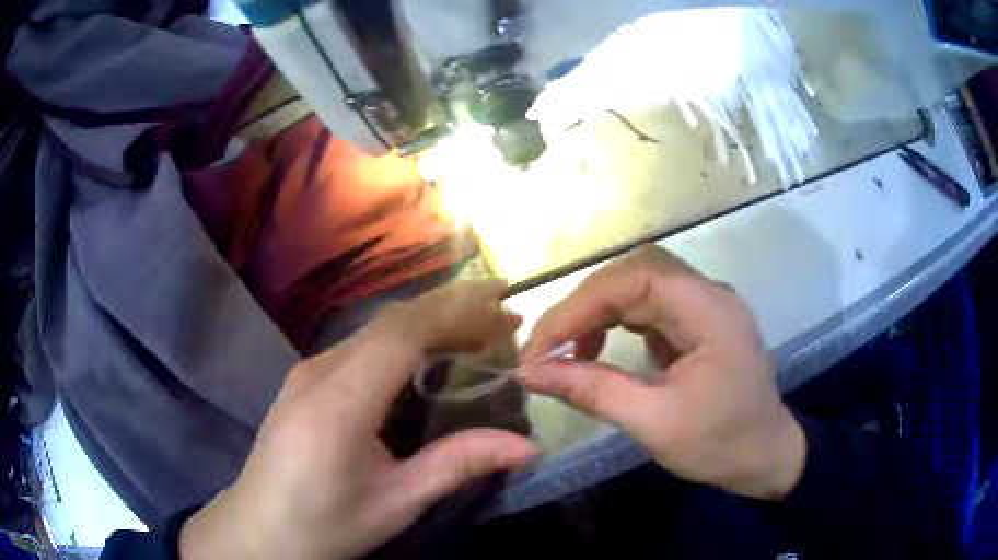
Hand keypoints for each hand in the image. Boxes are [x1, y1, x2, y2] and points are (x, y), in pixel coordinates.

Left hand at [180, 281, 538, 559]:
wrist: (260, 531)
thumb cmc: (325, 524)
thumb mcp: (396, 502)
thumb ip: (458, 465)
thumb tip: (529, 447)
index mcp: (338, 402)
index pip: (402, 333)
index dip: (456, 311)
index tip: (503, 305)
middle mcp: (318, 372)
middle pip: (390, 321)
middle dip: (450, 309)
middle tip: (502, 316)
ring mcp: (306, 372)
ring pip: (374, 329)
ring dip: (427, 322)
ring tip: (476, 332)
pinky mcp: (304, 381)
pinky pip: (360, 346)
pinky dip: (403, 340)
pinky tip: (425, 356)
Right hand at [521, 245, 805, 500]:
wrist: (765, 457)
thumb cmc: (720, 445)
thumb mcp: (655, 425)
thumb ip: (594, 392)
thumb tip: (532, 373)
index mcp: (711, 312)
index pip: (636, 278)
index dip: (581, 305)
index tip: (541, 346)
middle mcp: (710, 295)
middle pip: (636, 272)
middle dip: (585, 305)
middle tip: (548, 346)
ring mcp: (706, 306)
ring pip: (639, 285)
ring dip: (598, 311)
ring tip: (570, 351)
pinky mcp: (698, 322)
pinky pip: (649, 305)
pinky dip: (615, 321)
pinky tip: (599, 349)